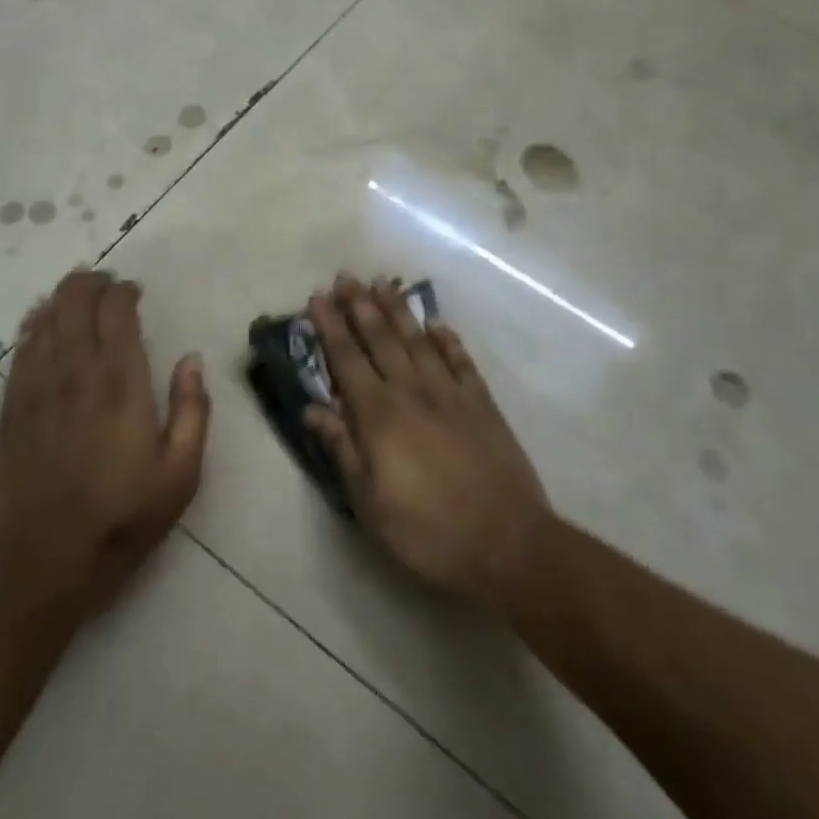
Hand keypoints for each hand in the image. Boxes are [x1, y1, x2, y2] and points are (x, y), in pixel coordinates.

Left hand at [0, 270, 210, 618]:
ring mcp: (37, 386)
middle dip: (91, 282)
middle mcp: (77, 371)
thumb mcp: (181, 473)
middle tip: (106, 286)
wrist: (43, 561)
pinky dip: (32, 326)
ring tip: (76, 298)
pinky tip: (38, 322)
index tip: (134, 293)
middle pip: (75, 301)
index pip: (117, 311)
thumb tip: (192, 358)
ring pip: (45, 318)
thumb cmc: (122, 517)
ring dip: (61, 299)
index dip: (124, 291)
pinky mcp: (11, 406)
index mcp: (122, 382)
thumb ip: (192, 409)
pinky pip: (20, 349)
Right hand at [306, 275, 550, 609]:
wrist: (507, 542)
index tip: (318, 297)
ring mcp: (450, 394)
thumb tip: (311, 409)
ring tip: (383, 283)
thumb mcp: (369, 501)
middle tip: (346, 276)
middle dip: (360, 305)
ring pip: (418, 340)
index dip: (330, 327)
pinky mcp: (482, 404)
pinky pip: (460, 361)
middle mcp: (411, 391)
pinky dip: (448, 339)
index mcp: (378, 414)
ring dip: (398, 310)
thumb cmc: (427, 529)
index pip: (346, 359)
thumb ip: (341, 448)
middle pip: (380, 339)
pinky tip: (438, 324)